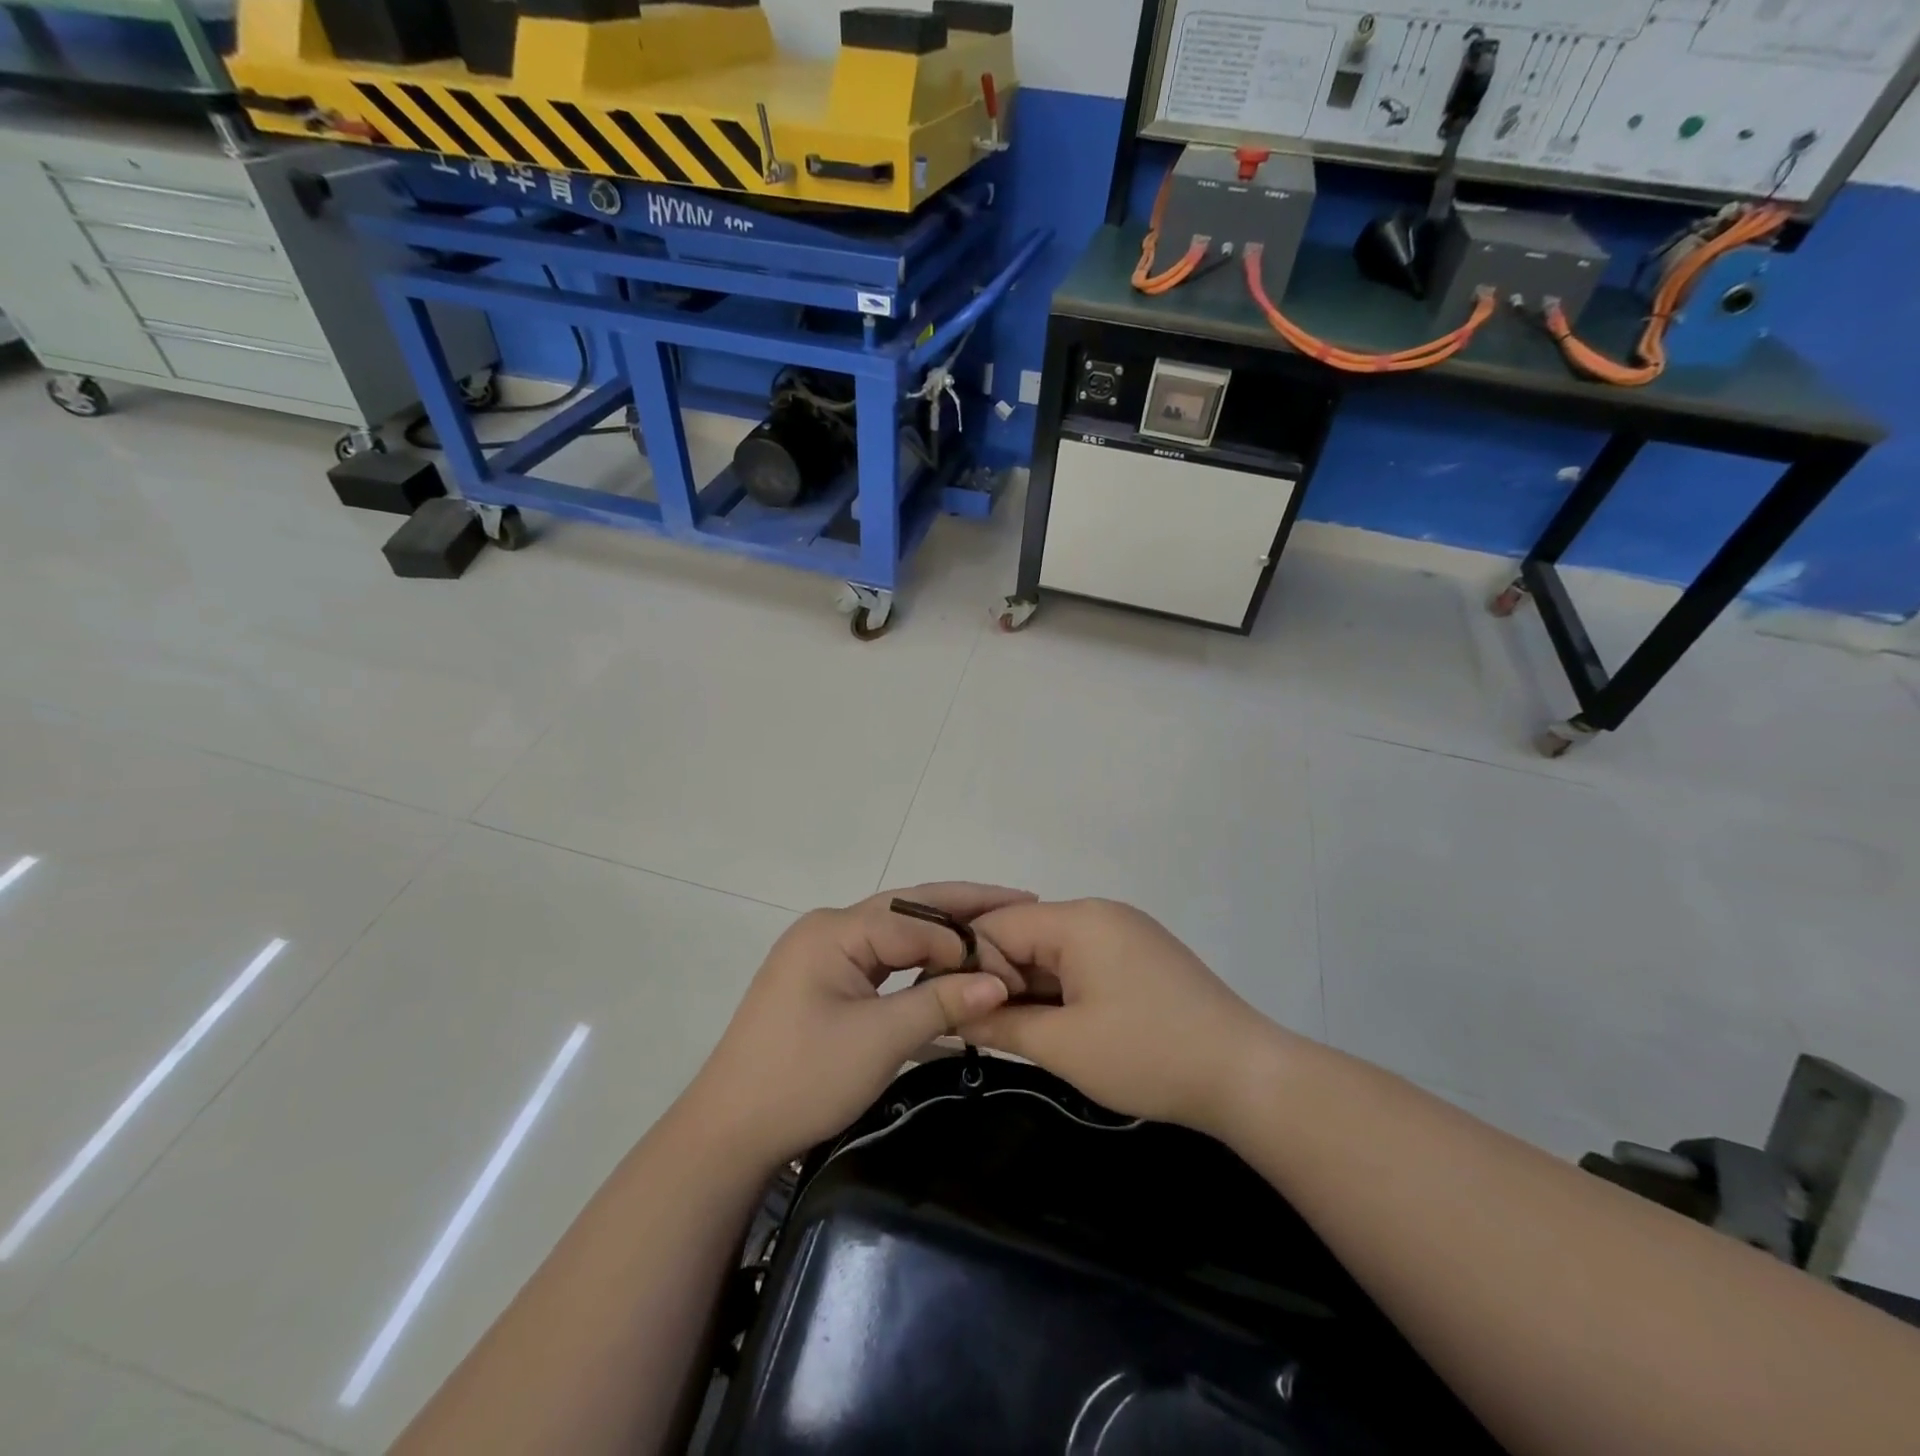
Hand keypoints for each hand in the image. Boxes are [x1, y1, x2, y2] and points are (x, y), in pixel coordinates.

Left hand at [683, 884, 1033, 1168]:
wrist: (728, 1133)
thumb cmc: (802, 1079)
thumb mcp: (879, 1041)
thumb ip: (941, 1003)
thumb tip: (1000, 982)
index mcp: (835, 929)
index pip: (918, 922)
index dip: (968, 942)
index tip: (1013, 967)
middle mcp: (829, 927)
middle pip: (908, 909)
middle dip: (964, 906)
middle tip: (1021, 900)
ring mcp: (824, 952)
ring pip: (896, 931)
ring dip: (943, 932)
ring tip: (995, 924)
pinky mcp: (825, 979)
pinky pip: (882, 957)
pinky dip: (918, 959)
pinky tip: (949, 961)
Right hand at [961, 899, 1283, 1132]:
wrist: (1245, 1075)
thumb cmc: (1147, 1054)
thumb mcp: (1063, 1046)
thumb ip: (999, 1023)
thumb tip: (950, 1014)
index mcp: (1078, 920)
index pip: (998, 926)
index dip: (967, 965)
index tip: (948, 1006)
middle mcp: (1099, 913)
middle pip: (1026, 935)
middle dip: (998, 978)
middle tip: (975, 1025)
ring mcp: (1124, 932)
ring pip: (1053, 951)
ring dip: (1029, 987)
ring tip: (1009, 1029)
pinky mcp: (1141, 956)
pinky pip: (1082, 962)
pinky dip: (1060, 989)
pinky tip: (1053, 1025)